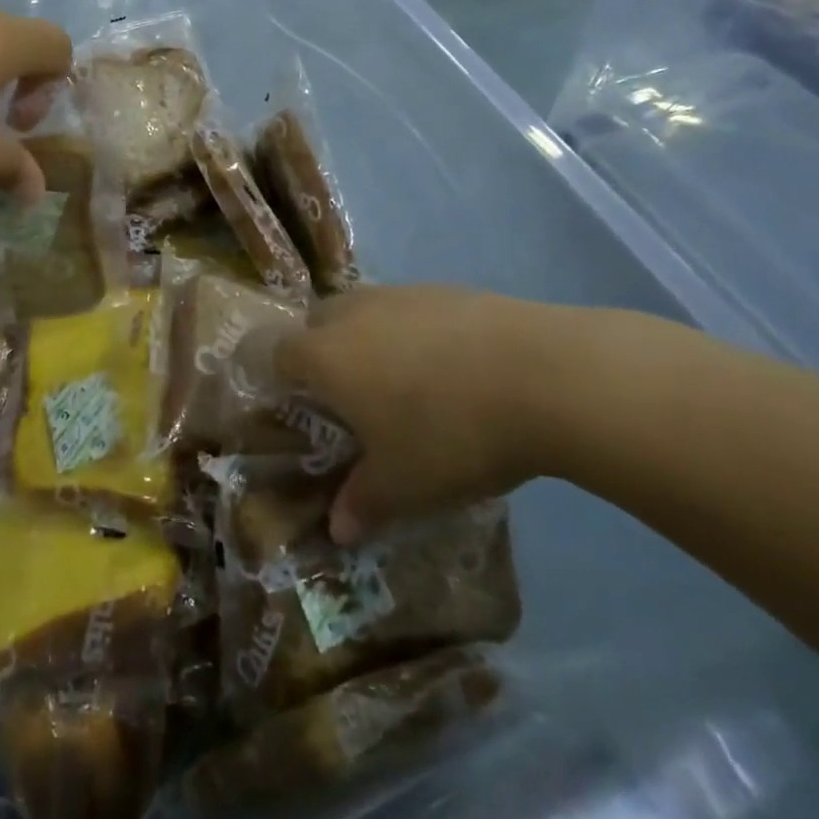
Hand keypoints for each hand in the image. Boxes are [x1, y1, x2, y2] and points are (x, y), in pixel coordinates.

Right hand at [274, 286, 577, 543]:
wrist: (540, 375)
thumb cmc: (449, 433)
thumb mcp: (404, 484)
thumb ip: (362, 503)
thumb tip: (339, 528)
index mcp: (325, 356)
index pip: (277, 353)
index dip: (283, 380)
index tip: (304, 410)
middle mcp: (352, 314)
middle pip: (317, 322)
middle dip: (322, 353)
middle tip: (352, 398)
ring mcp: (400, 294)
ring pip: (363, 310)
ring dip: (369, 339)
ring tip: (406, 383)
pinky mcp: (445, 289)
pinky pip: (408, 308)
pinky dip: (414, 331)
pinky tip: (453, 366)